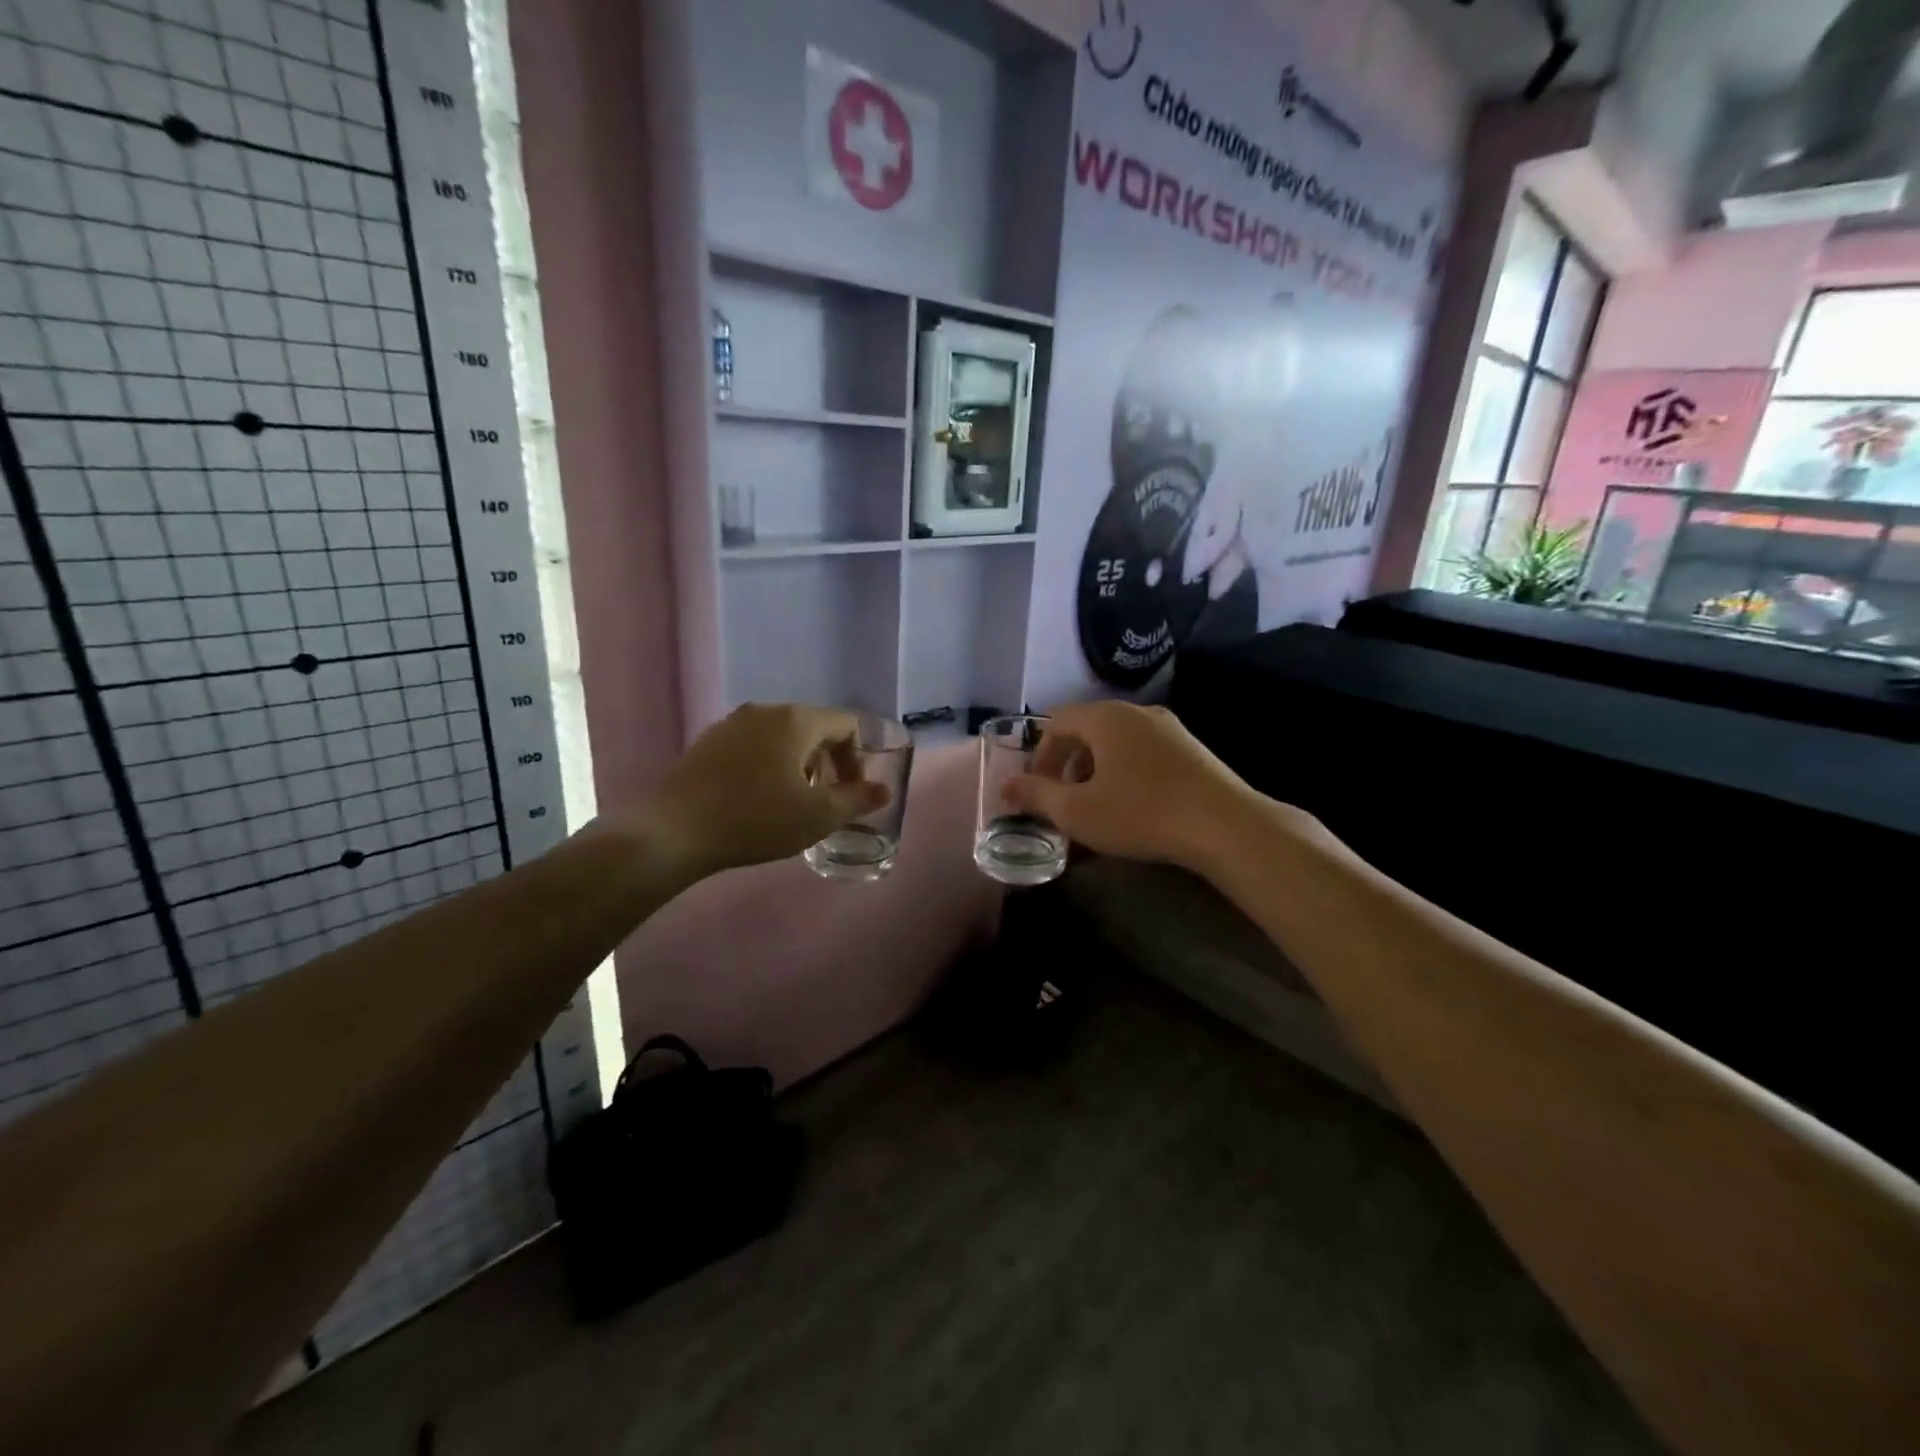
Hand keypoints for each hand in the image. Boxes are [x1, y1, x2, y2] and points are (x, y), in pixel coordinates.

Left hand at [639, 704, 890, 878]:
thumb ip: (857, 800)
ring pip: (781, 737)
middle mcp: (765, 711)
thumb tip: (884, 789)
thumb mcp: (818, 816)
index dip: (858, 758)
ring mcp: (732, 724)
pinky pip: (753, 746)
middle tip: (825, 799)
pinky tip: (756, 799)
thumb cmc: (756, 819)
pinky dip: (768, 765)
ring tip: (792, 801)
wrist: (674, 831)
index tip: (850, 793)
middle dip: (828, 762)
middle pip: (813, 727)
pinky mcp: (708, 742)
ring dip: (798, 764)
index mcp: (796, 720)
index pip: (846, 725)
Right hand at [1002, 701, 1259, 871]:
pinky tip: (1133, 807)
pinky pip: (1144, 753)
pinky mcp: (1192, 750)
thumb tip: (1006, 787)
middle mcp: (1137, 712)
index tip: (1038, 789)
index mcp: (1106, 717)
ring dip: (1096, 770)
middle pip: (1088, 729)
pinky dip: (1126, 773)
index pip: (1057, 721)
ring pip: (1117, 742)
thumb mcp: (1077, 811)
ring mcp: (1170, 728)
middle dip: (1068, 764)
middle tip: (1063, 801)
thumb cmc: (1140, 813)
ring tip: (1096, 807)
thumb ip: (1036, 796)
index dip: (1040, 754)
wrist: (1225, 826)